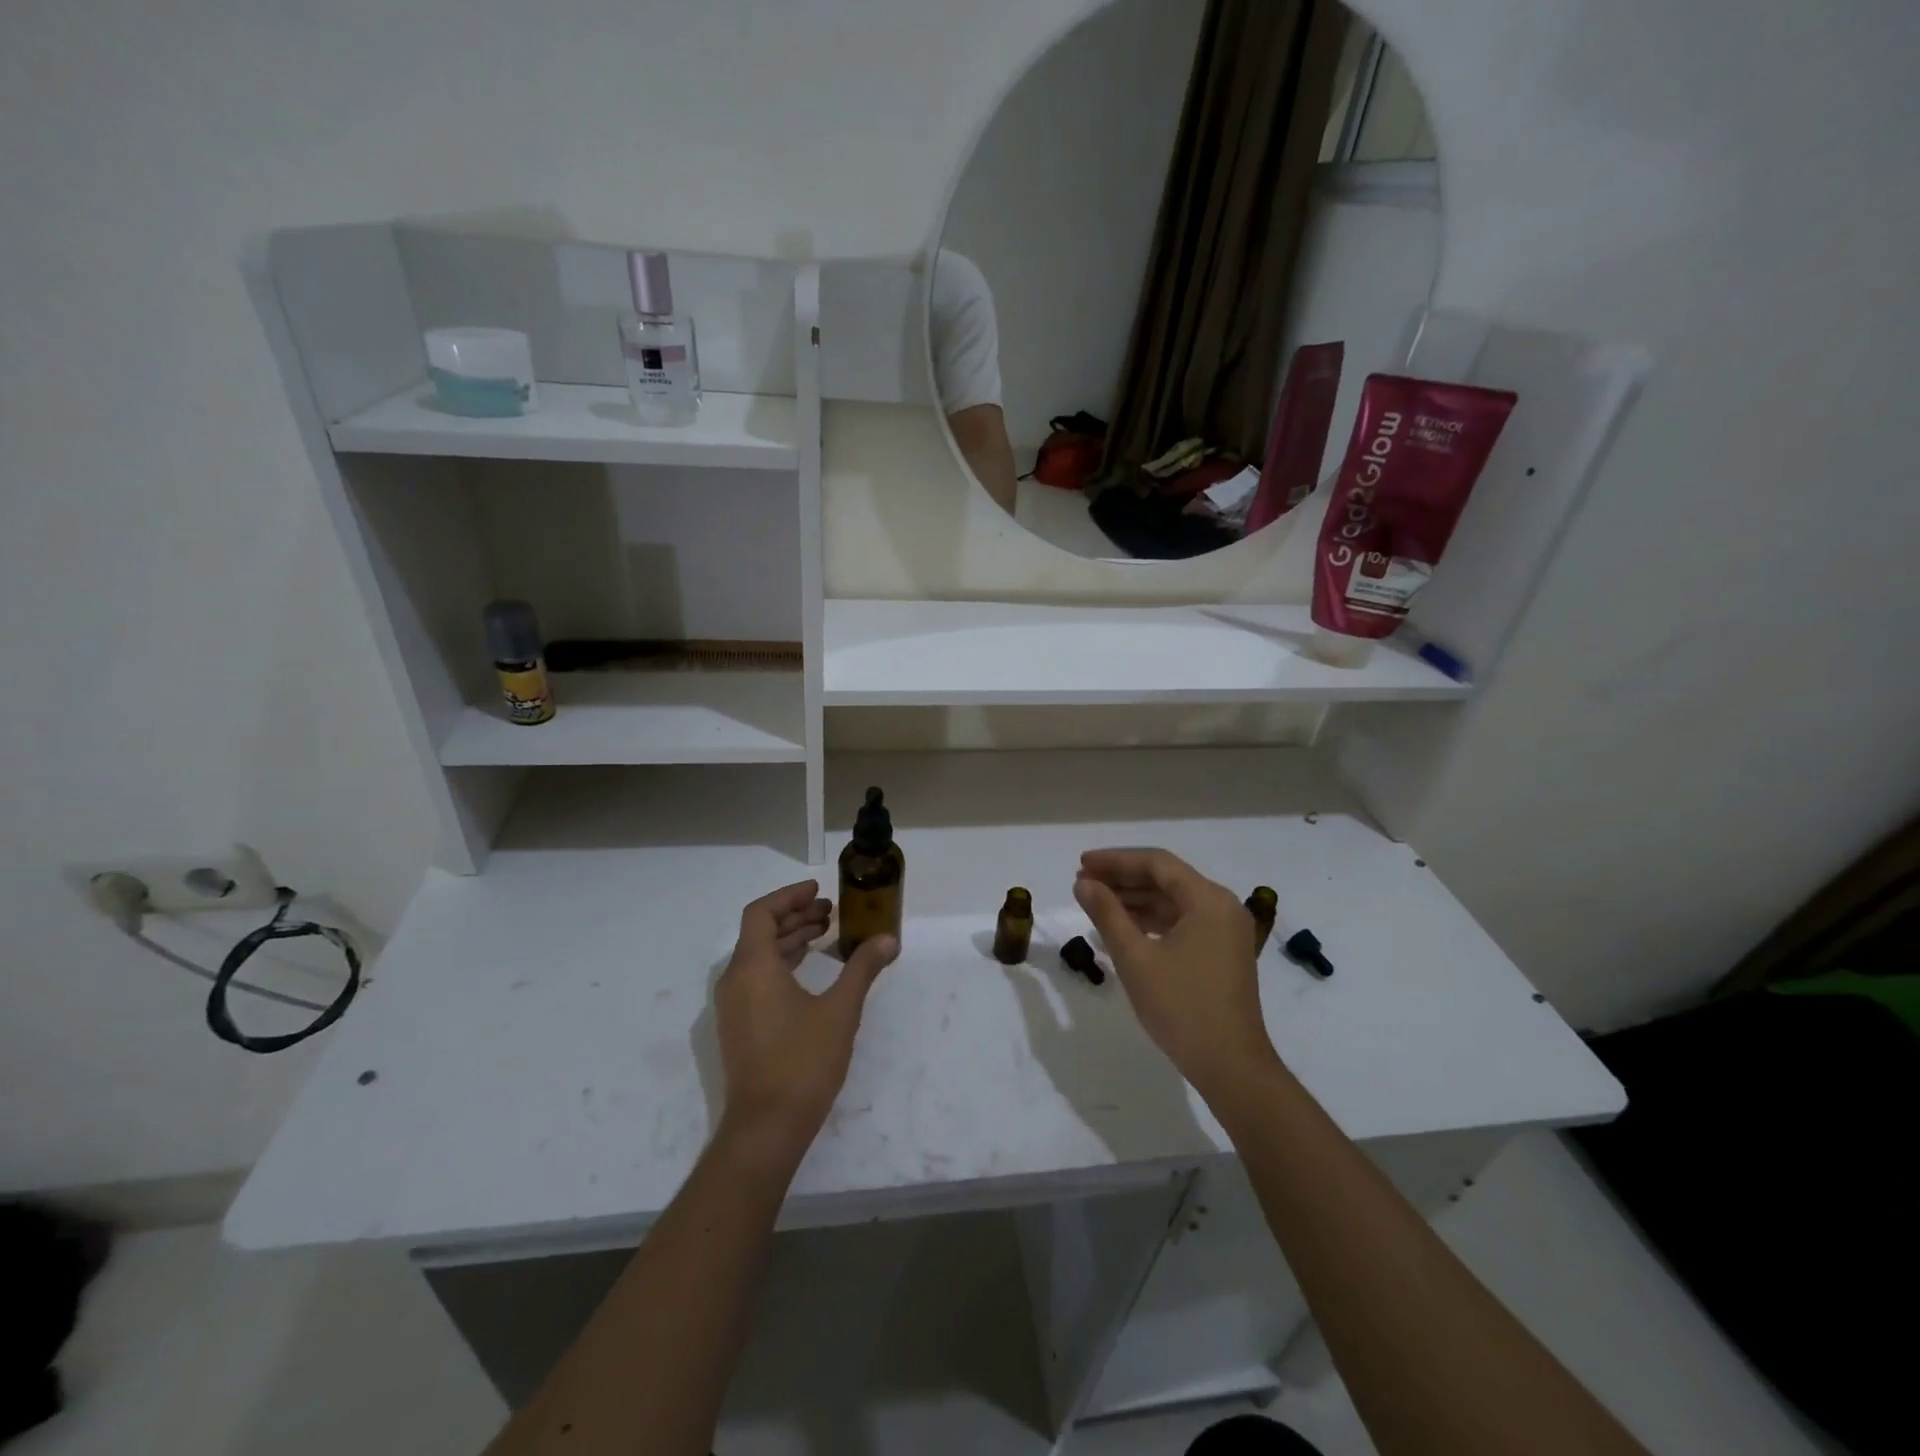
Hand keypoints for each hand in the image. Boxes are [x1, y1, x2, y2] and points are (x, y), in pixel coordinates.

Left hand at [714, 879, 898, 1158]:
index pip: (761, 913)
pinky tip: (810, 970)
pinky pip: (757, 977)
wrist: (767, 1127)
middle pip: (760, 932)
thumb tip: (887, 940)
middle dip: (795, 916)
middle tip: (830, 912)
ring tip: (825, 934)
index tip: (818, 891)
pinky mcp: (739, 1025)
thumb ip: (862, 969)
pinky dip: (782, 963)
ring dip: (790, 939)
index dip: (789, 896)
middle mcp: (735, 980)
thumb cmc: (803, 1061)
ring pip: (758, 956)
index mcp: (753, 967)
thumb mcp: (841, 1011)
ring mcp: (734, 1005)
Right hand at [1074, 849, 1280, 1102]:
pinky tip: (1121, 928)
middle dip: (1123, 878)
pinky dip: (1151, 921)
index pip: (1157, 863)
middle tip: (1083, 883)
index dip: (1115, 860)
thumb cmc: (1181, 1007)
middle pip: (1166, 879)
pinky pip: (1182, 923)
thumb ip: (1107, 913)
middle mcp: (1222, 907)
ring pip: (1173, 901)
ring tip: (1095, 902)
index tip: (1081, 864)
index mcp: (1208, 900)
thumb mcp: (1135, 958)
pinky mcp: (1221, 953)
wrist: (1230, 1066)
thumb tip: (1083, 883)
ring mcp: (1225, 931)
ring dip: (1135, 900)